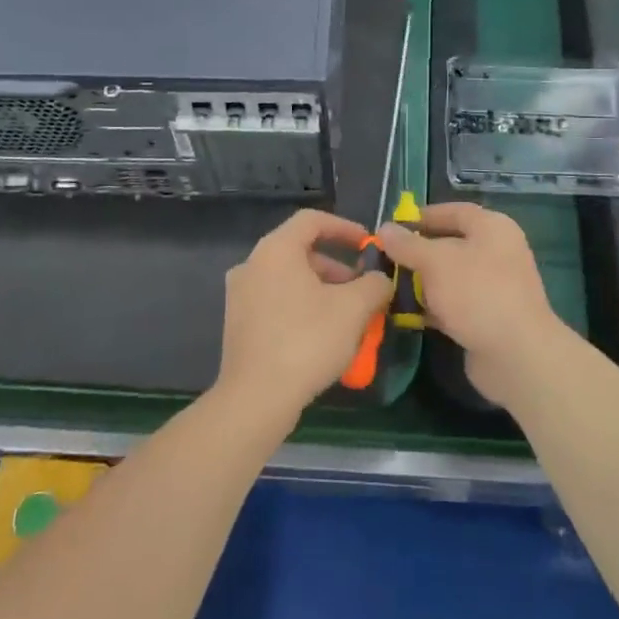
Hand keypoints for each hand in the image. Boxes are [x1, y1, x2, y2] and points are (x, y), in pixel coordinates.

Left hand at [216, 209, 391, 427]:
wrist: (256, 398)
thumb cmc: (307, 341)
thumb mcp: (353, 309)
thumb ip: (374, 284)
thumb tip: (381, 280)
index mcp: (276, 250)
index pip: (312, 220)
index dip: (345, 228)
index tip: (368, 246)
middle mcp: (252, 264)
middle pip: (300, 250)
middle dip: (337, 266)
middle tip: (362, 288)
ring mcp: (240, 295)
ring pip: (289, 278)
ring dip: (322, 289)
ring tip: (348, 316)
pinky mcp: (238, 323)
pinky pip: (276, 301)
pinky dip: (302, 306)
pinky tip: (323, 335)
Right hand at [377, 203, 569, 405]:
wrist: (516, 355)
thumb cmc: (477, 293)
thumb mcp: (436, 262)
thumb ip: (408, 244)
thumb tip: (385, 228)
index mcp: (492, 228)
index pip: (454, 212)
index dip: (423, 216)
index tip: (394, 226)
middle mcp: (496, 252)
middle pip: (450, 244)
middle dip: (417, 252)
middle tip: (385, 258)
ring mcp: (493, 286)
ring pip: (450, 276)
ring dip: (421, 281)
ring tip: (388, 286)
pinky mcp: (487, 317)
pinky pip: (454, 303)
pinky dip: (432, 306)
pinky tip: (405, 314)